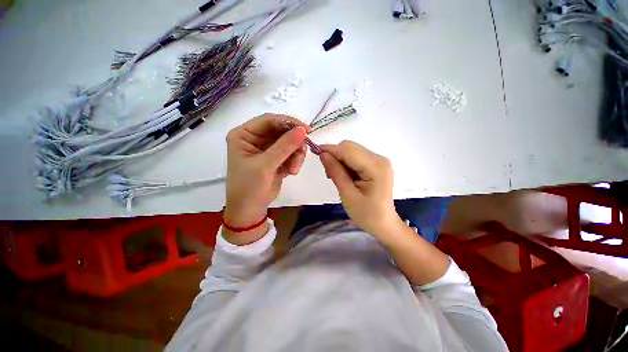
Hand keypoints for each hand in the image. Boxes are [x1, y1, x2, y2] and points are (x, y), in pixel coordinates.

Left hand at [224, 114, 309, 242]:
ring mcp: (268, 149)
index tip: (306, 130)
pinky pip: (292, 153)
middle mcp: (256, 138)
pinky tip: (291, 172)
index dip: (288, 122)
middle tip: (303, 152)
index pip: (269, 120)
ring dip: (296, 155)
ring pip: (290, 143)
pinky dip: (295, 161)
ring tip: (294, 169)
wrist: (251, 210)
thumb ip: (284, 147)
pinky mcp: (277, 158)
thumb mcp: (265, 166)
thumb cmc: (249, 187)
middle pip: (282, 131)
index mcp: (245, 135)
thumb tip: (303, 130)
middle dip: (294, 143)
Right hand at [319, 141, 402, 235]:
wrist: (384, 223)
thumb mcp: (348, 195)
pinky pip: (356, 156)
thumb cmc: (366, 214)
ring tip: (335, 176)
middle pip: (351, 147)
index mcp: (376, 167)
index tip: (315, 152)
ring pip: (352, 150)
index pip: (348, 150)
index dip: (330, 149)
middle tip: (328, 173)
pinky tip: (344, 175)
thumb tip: (323, 154)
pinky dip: (346, 163)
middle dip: (335, 155)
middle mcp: (380, 159)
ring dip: (340, 159)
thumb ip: (336, 172)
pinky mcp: (376, 164)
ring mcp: (379, 160)